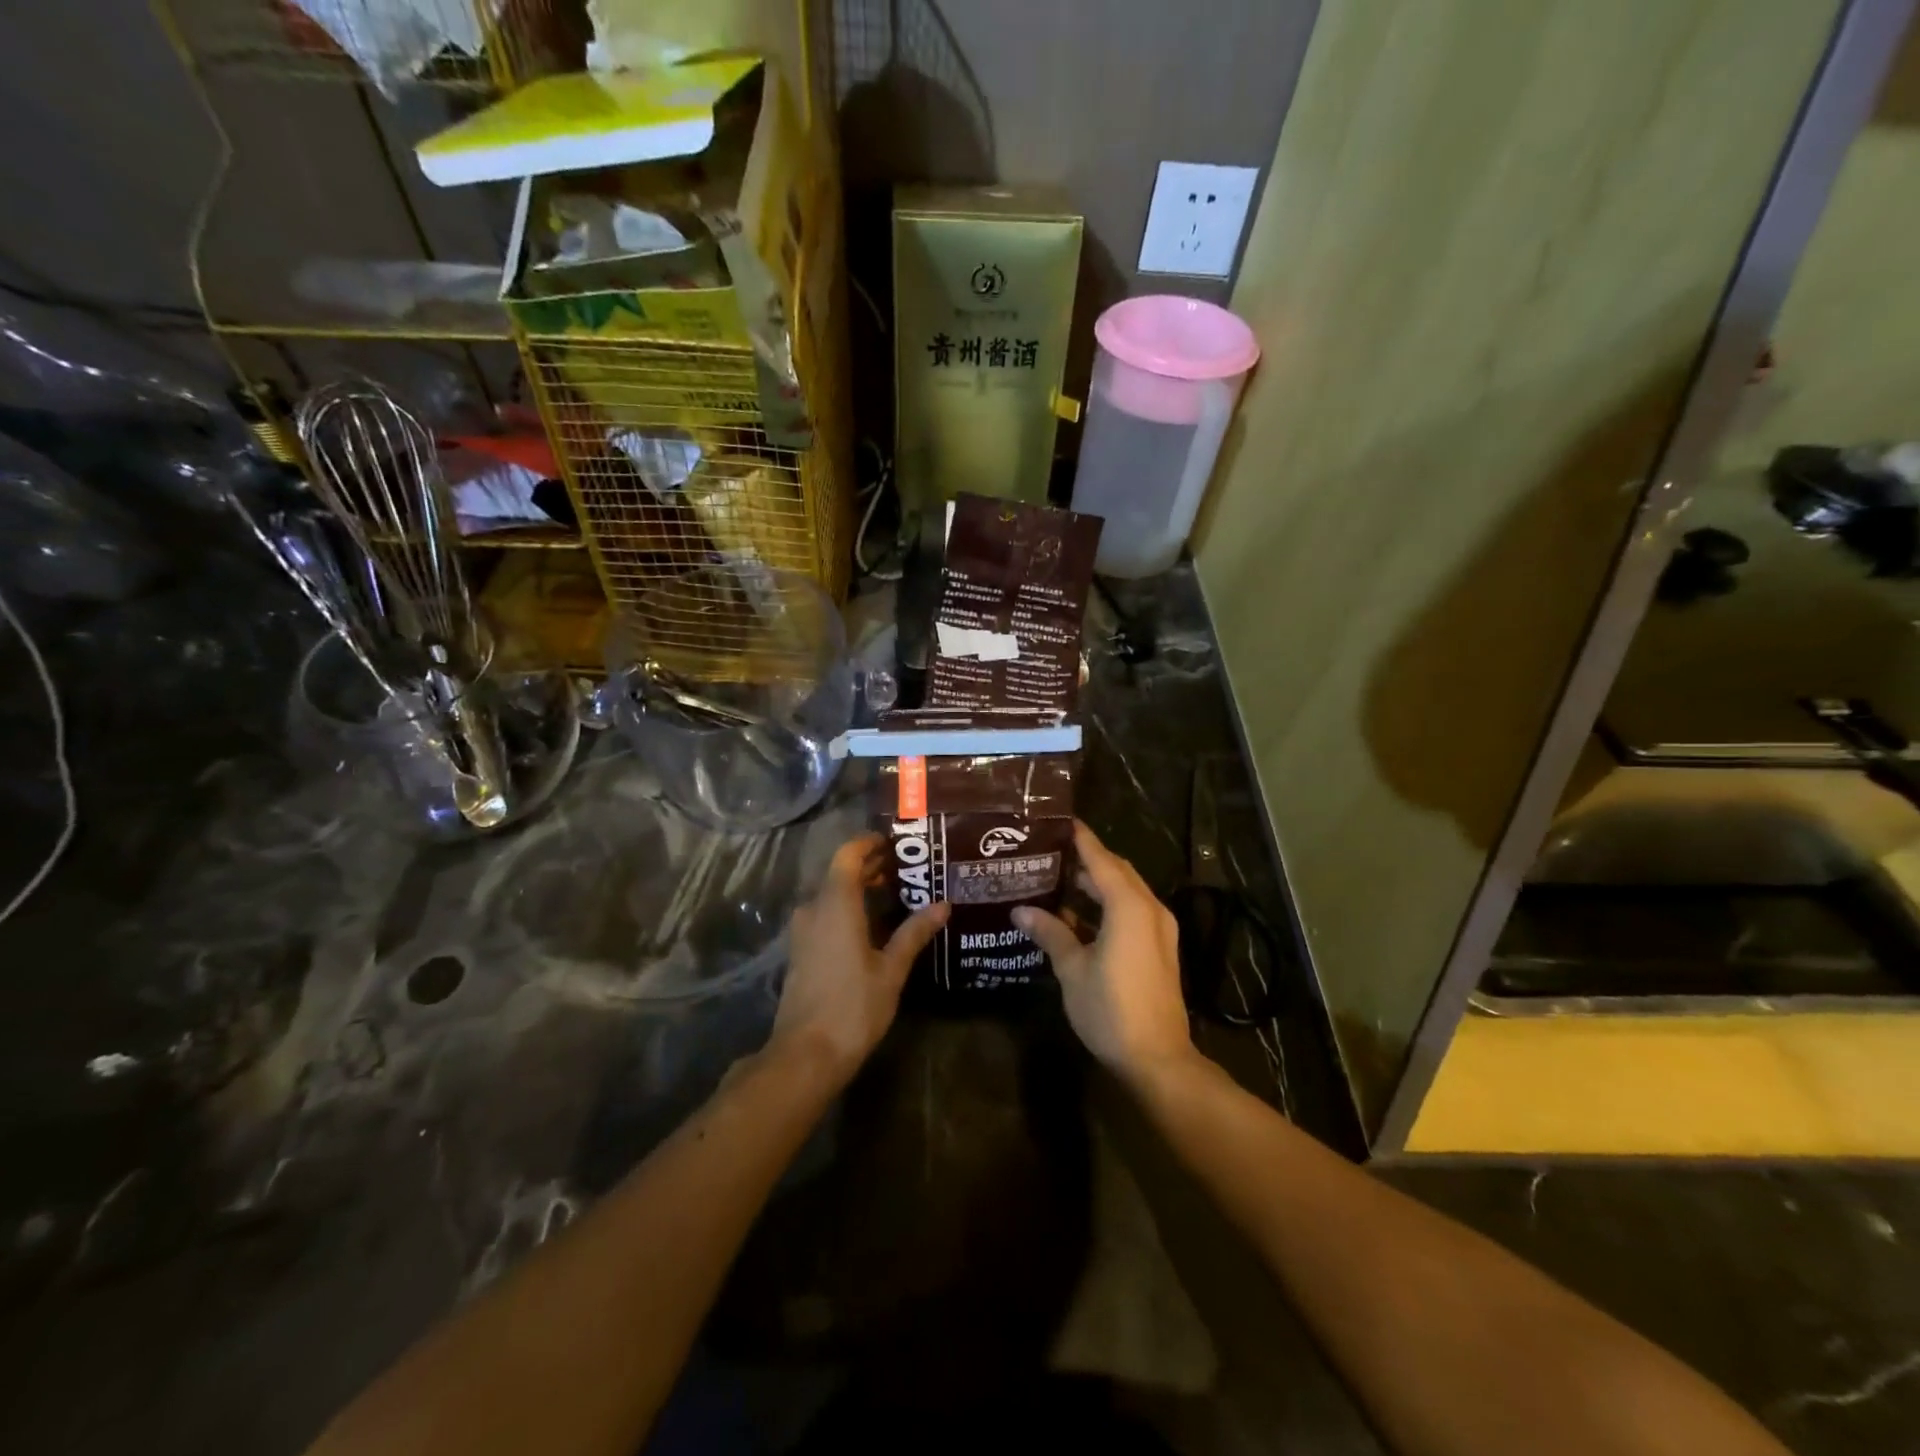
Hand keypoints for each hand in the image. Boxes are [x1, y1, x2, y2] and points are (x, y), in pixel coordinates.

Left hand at [770, 834, 948, 1085]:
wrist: (805, 1055)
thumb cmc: (853, 1007)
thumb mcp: (891, 969)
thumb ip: (914, 933)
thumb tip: (943, 905)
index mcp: (836, 905)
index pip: (847, 855)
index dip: (868, 843)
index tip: (894, 843)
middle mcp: (814, 910)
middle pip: (839, 873)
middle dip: (869, 866)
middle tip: (904, 868)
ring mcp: (803, 932)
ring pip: (831, 895)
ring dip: (858, 888)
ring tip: (894, 892)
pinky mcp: (801, 951)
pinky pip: (825, 914)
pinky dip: (847, 908)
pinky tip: (872, 924)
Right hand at [1012, 821, 1195, 1084]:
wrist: (1158, 1058)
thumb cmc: (1110, 1009)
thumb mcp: (1072, 970)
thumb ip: (1050, 934)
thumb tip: (1021, 911)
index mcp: (1128, 907)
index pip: (1102, 860)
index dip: (1082, 839)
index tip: (1061, 821)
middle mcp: (1150, 909)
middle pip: (1118, 871)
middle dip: (1089, 859)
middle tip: (1053, 852)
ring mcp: (1160, 930)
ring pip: (1128, 891)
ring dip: (1099, 883)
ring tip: (1061, 879)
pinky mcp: (1160, 948)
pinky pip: (1134, 910)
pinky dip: (1110, 903)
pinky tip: (1081, 915)